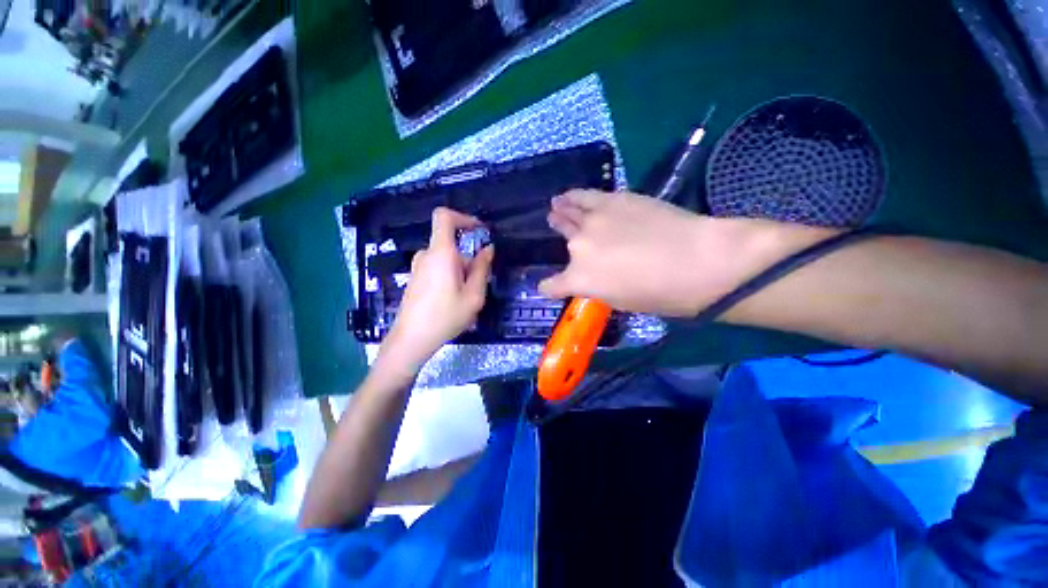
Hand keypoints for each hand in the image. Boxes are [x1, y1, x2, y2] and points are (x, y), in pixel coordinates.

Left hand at [380, 208, 493, 370]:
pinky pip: (438, 268)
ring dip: (461, 273)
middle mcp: (427, 254)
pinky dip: (451, 278)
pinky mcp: (416, 278)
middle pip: (452, 245)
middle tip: (477, 287)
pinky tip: (452, 302)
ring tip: (465, 299)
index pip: (444, 217)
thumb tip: (488, 249)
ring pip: (447, 259)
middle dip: (469, 261)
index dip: (463, 217)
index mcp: (441, 253)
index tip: (479, 231)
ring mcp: (419, 266)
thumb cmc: (445, 316)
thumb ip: (482, 269)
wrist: (411, 339)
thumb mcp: (473, 295)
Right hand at [538, 190, 833, 315]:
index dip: (550, 287)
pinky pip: (584, 196)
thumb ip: (598, 287)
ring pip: (568, 212)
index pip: (552, 286)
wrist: (697, 260)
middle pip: (562, 238)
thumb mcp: (620, 301)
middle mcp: (578, 247)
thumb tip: (594, 276)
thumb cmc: (661, 294)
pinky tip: (568, 196)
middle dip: (558, 232)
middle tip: (555, 224)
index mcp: (579, 279)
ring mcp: (594, 220)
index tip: (550, 287)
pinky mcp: (612, 199)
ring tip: (556, 206)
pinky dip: (573, 197)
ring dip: (560, 210)